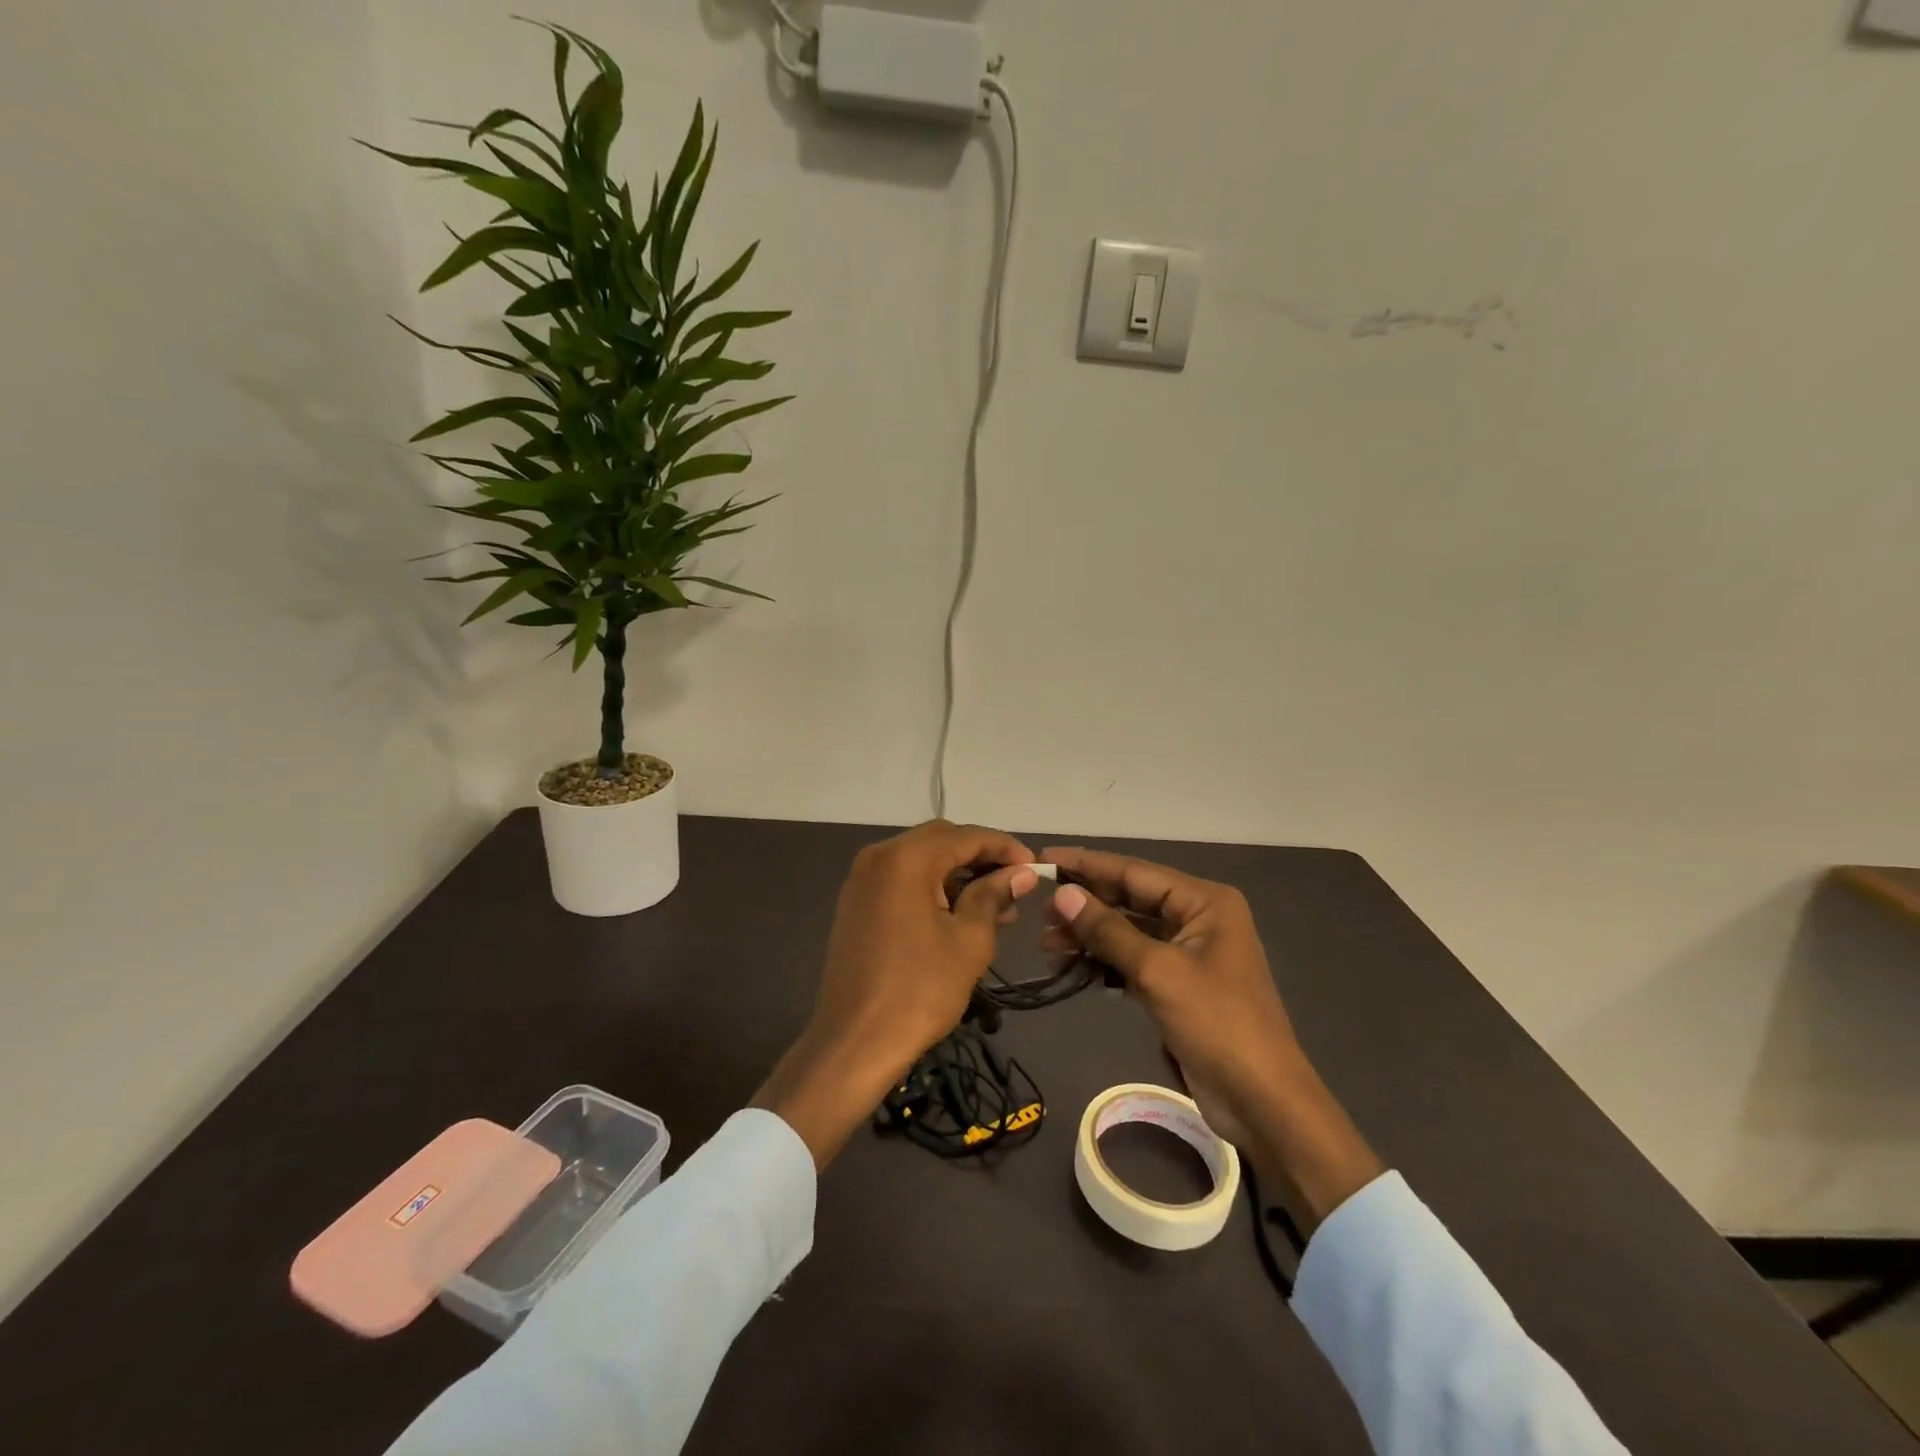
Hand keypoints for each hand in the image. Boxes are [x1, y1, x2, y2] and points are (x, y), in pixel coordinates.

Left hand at [755, 821, 1039, 1168]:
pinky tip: (959, 914)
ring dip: (957, 874)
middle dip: (980, 858)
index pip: (965, 836)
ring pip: (920, 861)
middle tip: (1014, 884)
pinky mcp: (856, 904)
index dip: (1003, 847)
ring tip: (996, 906)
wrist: (855, 1042)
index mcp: (906, 858)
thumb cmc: (920, 990)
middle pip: (940, 841)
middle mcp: (879, 857)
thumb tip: (1020, 874)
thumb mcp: (969, 940)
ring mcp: (862, 880)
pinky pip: (902, 881)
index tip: (1033, 866)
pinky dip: (932, 888)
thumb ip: (993, 896)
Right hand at [1040, 847, 1382, 1225]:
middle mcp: (1198, 917)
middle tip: (1039, 912)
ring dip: (1090, 936)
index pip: (1134, 871)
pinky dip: (1105, 962)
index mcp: (1204, 902)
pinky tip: (1072, 968)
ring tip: (1046, 944)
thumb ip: (1108, 930)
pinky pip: (1134, 959)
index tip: (1044, 859)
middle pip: (1130, 898)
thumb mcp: (1158, 971)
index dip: (1087, 865)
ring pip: (1129, 930)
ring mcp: (1190, 952)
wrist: (1262, 1101)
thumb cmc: (1216, 1024)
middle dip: (1085, 904)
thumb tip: (1063, 894)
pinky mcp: (1180, 984)